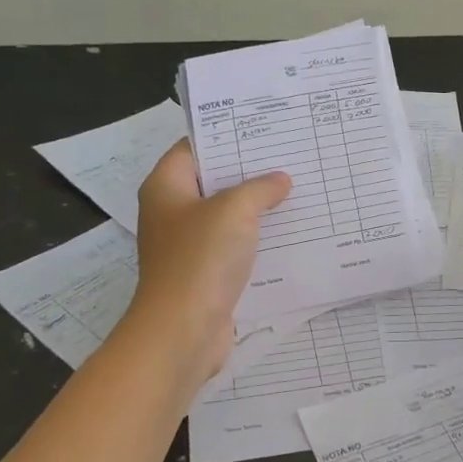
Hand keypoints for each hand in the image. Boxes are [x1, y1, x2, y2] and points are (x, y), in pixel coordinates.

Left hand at [128, 140, 291, 382]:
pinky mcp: (204, 273)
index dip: (227, 136)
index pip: (194, 147)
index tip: (265, 130)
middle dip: (249, 172)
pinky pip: (233, 246)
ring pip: (226, 216)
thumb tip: (280, 180)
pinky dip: (256, 239)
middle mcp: (171, 212)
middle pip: (212, 181)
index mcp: (166, 187)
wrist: (183, 331)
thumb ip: (260, 188)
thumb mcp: (235, 210)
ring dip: (257, 208)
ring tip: (297, 191)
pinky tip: (289, 233)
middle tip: (289, 158)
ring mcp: (187, 245)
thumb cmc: (200, 259)